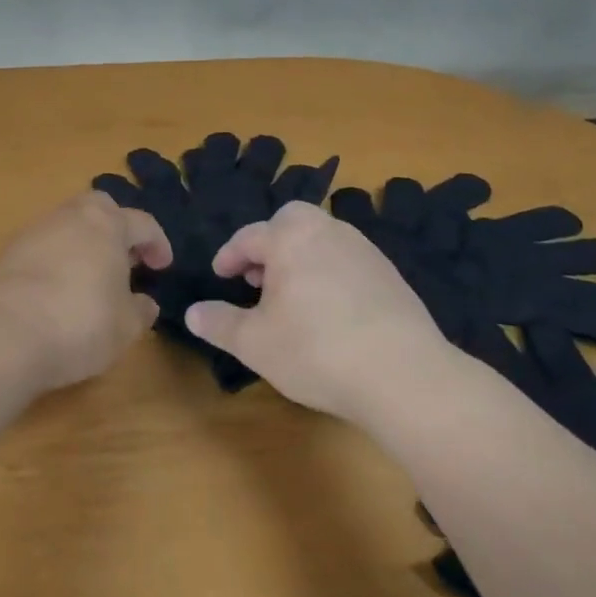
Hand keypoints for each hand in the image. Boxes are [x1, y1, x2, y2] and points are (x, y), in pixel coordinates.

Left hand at [0, 192, 171, 394]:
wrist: (1, 334)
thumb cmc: (79, 323)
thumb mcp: (125, 327)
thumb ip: (140, 310)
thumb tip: (144, 303)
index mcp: (107, 224)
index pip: (142, 223)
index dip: (157, 244)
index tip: (163, 266)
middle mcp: (70, 216)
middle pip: (99, 209)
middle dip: (115, 228)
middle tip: (125, 260)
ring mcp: (33, 231)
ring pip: (67, 226)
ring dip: (83, 245)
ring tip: (91, 279)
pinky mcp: (6, 253)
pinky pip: (43, 248)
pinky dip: (56, 261)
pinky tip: (57, 292)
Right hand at [185, 202, 450, 421]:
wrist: (403, 374)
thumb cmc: (316, 351)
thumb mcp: (255, 343)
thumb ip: (220, 323)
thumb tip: (192, 311)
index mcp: (291, 238)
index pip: (250, 236)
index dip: (229, 256)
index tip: (220, 275)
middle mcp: (328, 232)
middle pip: (291, 222)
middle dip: (270, 244)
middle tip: (258, 278)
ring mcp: (364, 250)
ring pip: (322, 239)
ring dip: (300, 258)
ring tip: (291, 296)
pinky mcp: (390, 275)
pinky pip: (347, 260)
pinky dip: (329, 273)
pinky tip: (329, 311)